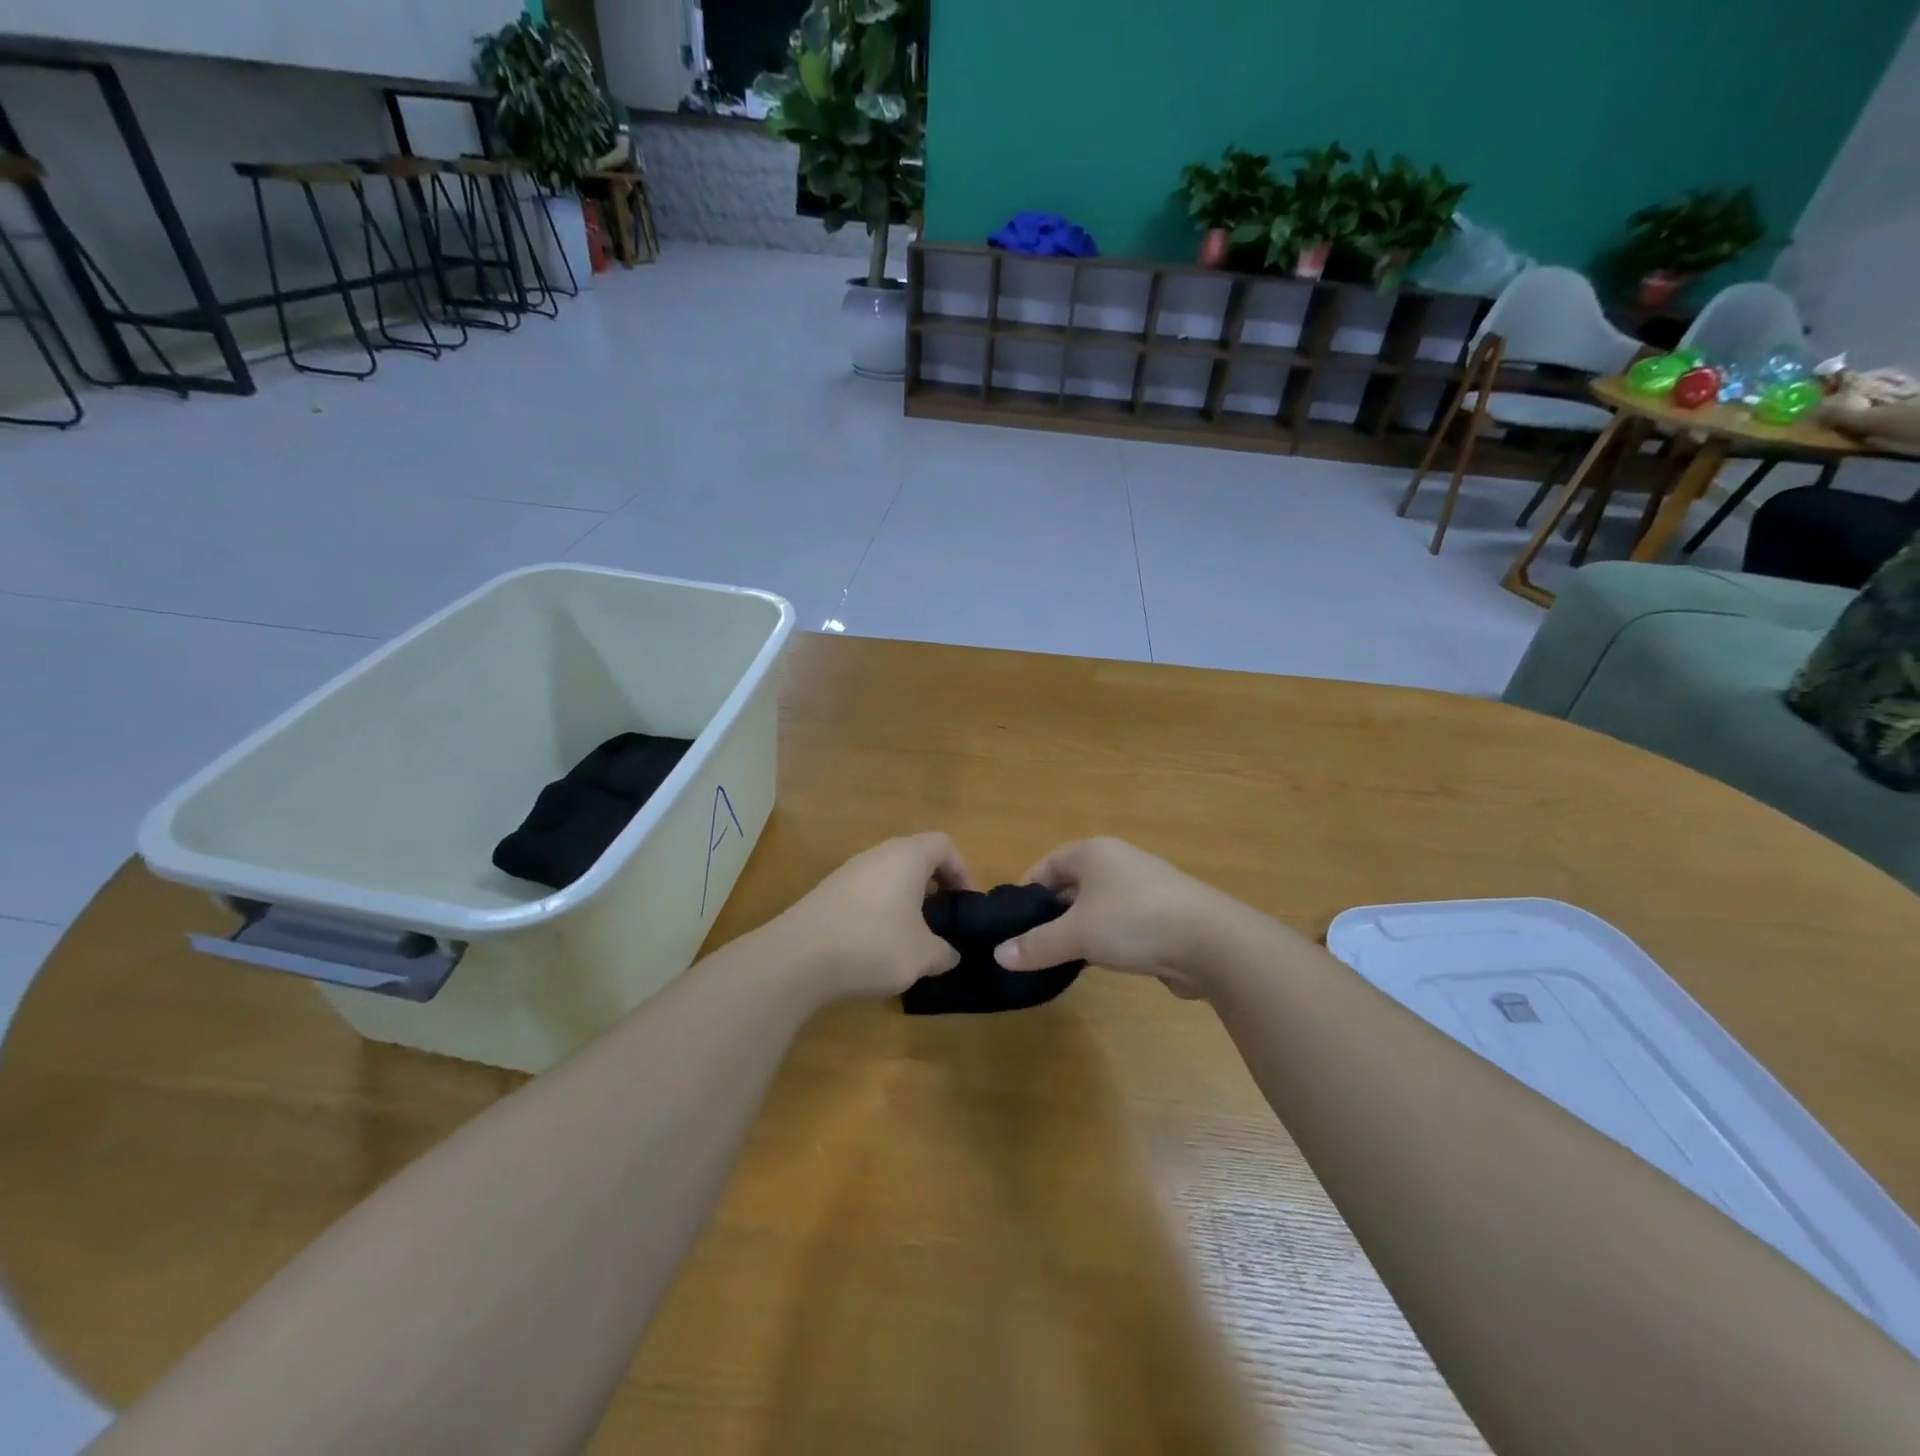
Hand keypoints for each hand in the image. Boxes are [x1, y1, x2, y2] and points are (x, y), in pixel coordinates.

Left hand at [778, 833, 972, 999]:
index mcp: (907, 856)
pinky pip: (866, 895)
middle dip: (934, 887)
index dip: (962, 870)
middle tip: (943, 922)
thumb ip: (944, 952)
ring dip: (905, 902)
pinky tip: (877, 948)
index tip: (966, 903)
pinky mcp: (827, 895)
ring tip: (912, 939)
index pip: (943, 845)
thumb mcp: (923, 956)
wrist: (796, 959)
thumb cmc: (873, 944)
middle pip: (915, 859)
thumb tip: (950, 954)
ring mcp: (848, 873)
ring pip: (888, 878)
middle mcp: (877, 855)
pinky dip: (880, 913)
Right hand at [992, 837, 1238, 995]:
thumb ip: (1036, 944)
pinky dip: (1108, 938)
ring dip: (1080, 927)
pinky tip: (1101, 962)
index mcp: (1094, 852)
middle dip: (1053, 912)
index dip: (1028, 888)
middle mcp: (1119, 861)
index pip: (1048, 863)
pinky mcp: (1165, 913)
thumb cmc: (1134, 921)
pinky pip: (1123, 922)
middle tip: (1032, 942)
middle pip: (1073, 883)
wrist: (1211, 941)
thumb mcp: (1076, 934)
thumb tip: (998, 955)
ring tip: (1062, 956)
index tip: (1012, 919)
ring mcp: (1145, 886)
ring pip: (1098, 905)